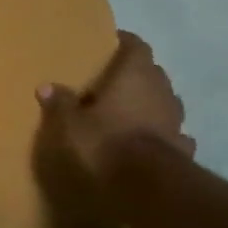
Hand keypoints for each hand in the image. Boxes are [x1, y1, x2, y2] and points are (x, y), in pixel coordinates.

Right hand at [38, 31, 192, 184]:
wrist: (148, 185)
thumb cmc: (105, 141)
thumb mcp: (70, 123)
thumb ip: (60, 103)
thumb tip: (45, 86)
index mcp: (135, 75)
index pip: (136, 46)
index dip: (124, 42)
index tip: (111, 43)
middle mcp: (161, 90)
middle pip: (151, 72)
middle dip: (135, 74)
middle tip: (112, 81)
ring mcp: (175, 119)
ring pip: (164, 101)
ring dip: (150, 103)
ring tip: (129, 111)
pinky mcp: (182, 146)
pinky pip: (171, 132)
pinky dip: (161, 132)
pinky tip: (149, 140)